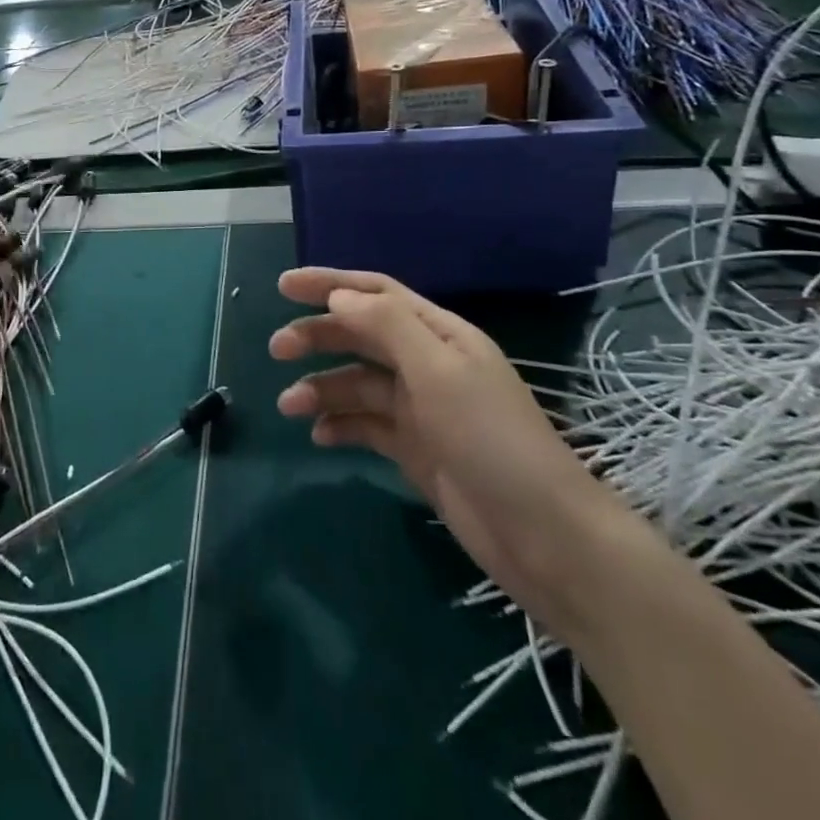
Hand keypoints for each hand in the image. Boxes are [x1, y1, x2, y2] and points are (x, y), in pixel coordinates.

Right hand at [271, 267, 642, 639]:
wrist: (544, 536)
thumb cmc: (491, 439)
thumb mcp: (438, 371)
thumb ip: (387, 326)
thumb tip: (338, 295)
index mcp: (440, 335)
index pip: (377, 294)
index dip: (330, 283)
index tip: (283, 286)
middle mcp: (428, 364)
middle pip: (362, 336)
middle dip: (318, 336)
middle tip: (276, 349)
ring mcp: (421, 409)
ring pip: (358, 384)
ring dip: (322, 387)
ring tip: (288, 405)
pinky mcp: (416, 450)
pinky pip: (367, 426)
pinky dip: (340, 425)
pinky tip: (318, 436)